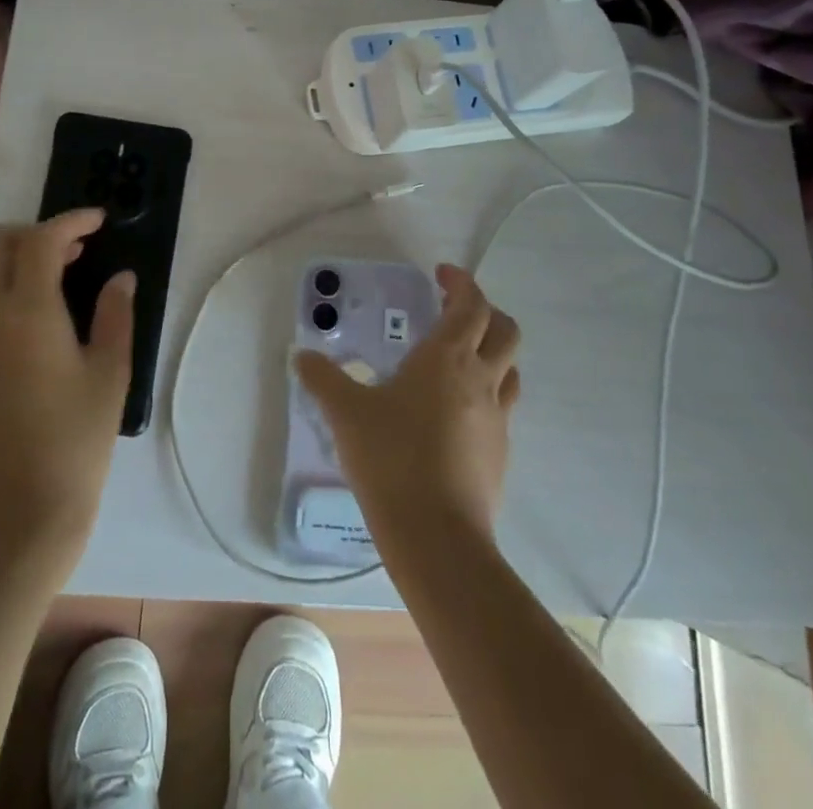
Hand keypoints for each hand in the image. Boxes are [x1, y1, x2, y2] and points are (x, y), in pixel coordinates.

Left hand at [0, 210, 133, 569]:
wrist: (22, 509)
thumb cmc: (77, 439)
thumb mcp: (111, 372)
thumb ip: (115, 315)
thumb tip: (120, 278)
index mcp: (25, 312)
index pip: (40, 241)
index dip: (71, 221)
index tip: (97, 221)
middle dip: (30, 233)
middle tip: (69, 250)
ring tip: (31, 270)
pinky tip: (9, 310)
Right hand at [295, 263, 519, 543]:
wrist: (437, 537)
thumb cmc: (391, 458)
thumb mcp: (347, 413)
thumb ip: (323, 379)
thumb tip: (301, 356)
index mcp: (448, 358)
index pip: (471, 304)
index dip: (461, 282)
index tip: (441, 275)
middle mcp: (481, 379)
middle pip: (505, 330)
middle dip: (485, 311)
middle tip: (454, 311)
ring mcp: (498, 418)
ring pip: (510, 368)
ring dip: (492, 351)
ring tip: (460, 358)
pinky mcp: (501, 452)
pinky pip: (502, 406)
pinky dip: (486, 392)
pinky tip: (455, 412)